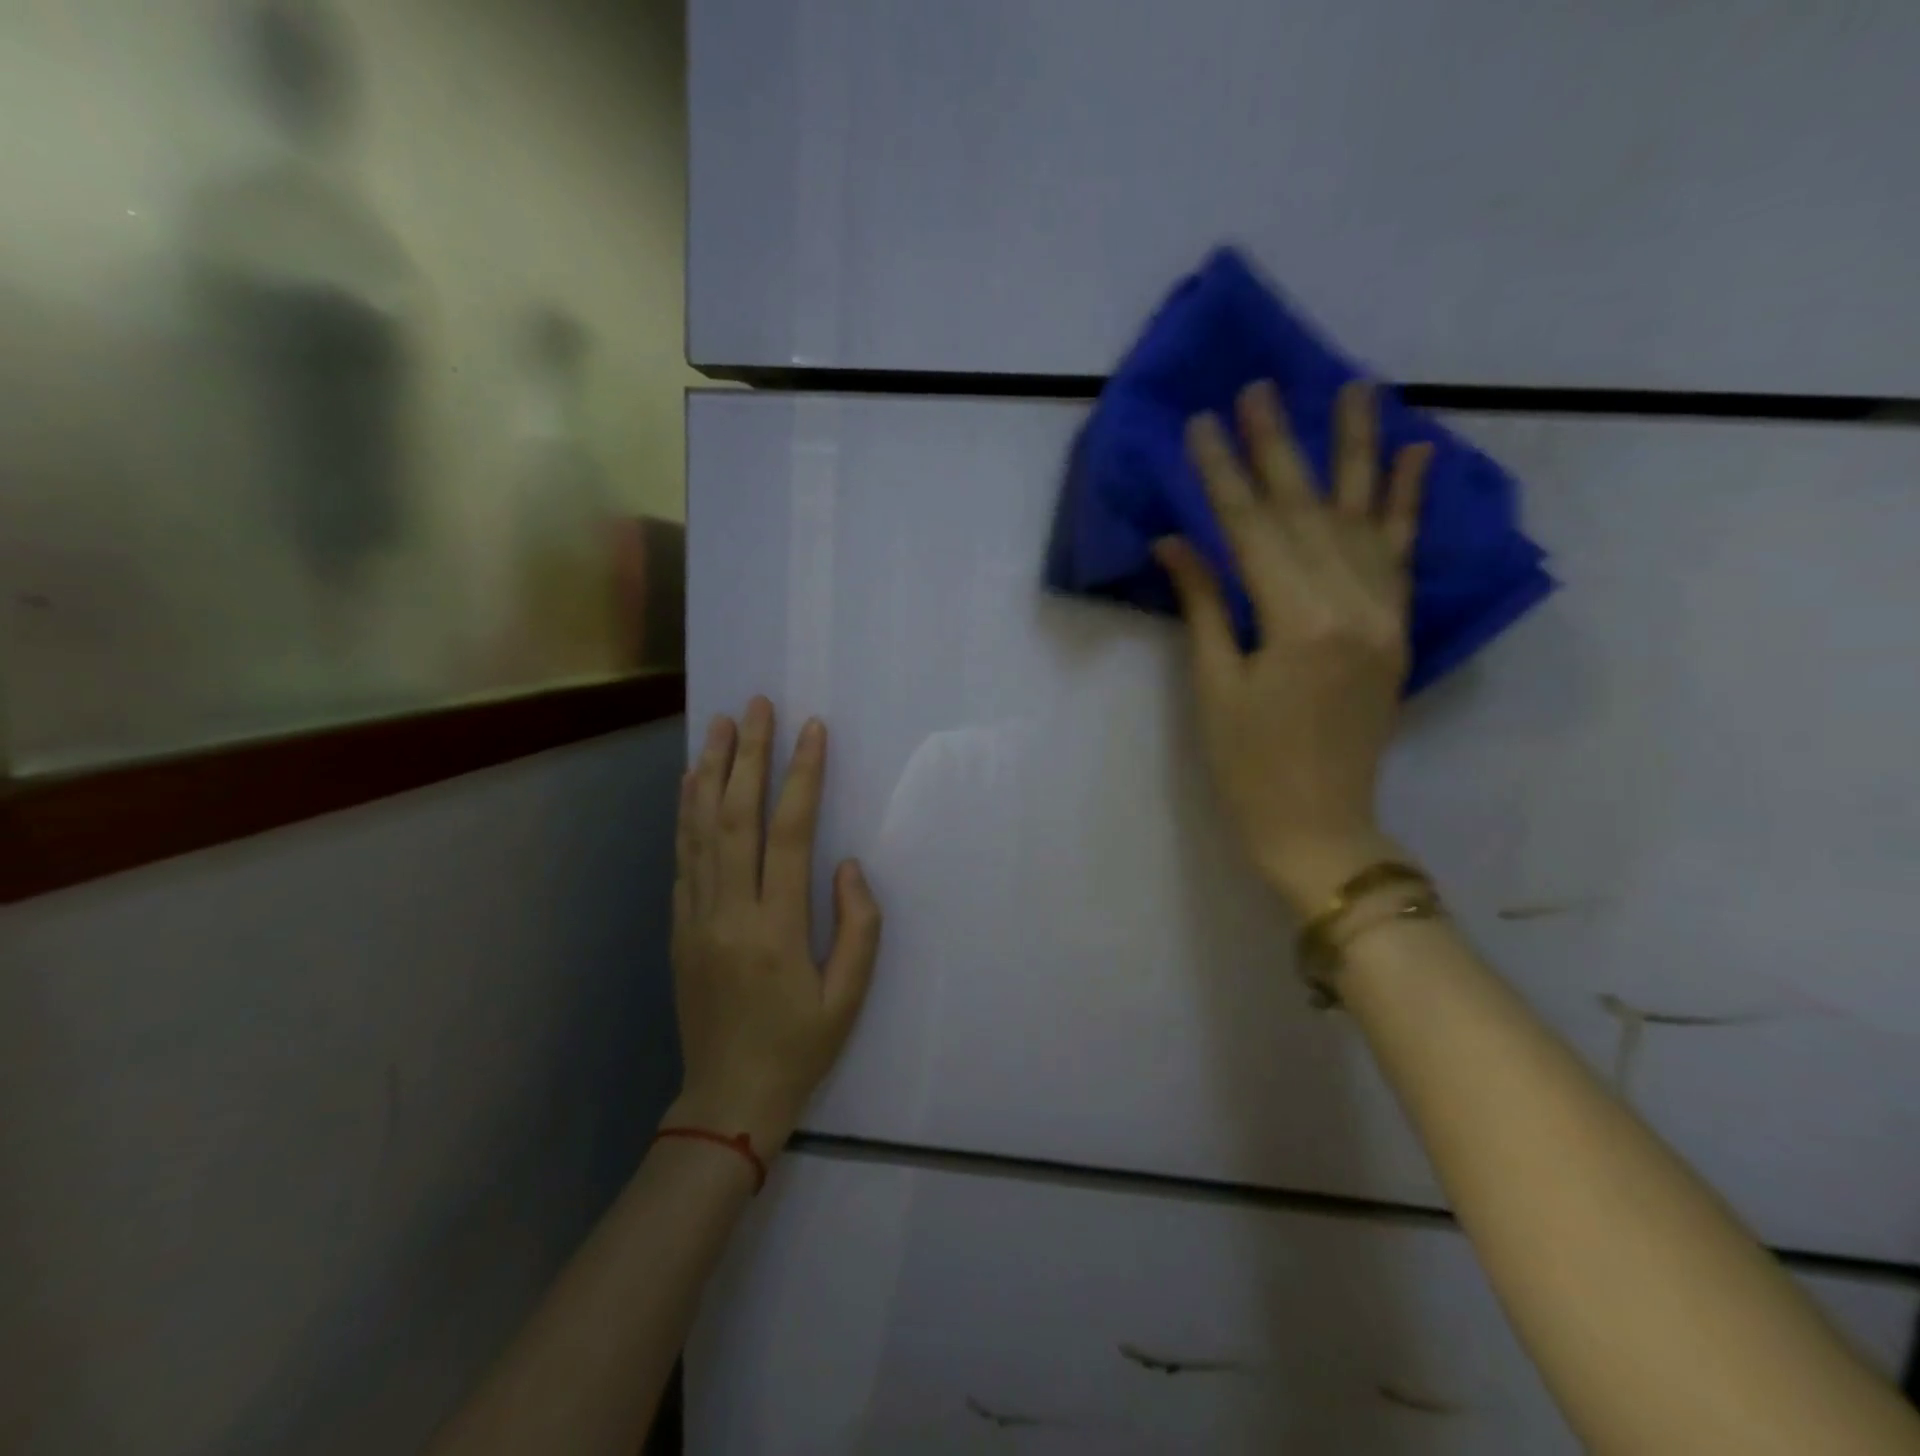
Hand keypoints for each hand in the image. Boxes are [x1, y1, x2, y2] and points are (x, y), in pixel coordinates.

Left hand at [666, 698, 882, 1157]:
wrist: (727, 1099)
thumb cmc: (800, 1048)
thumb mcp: (849, 997)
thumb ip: (858, 927)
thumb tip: (847, 864)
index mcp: (775, 930)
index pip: (788, 834)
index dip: (801, 777)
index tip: (812, 731)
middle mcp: (729, 913)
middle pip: (735, 818)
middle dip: (749, 756)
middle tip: (757, 706)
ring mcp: (696, 918)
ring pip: (699, 830)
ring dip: (710, 772)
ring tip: (720, 725)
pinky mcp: (679, 927)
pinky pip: (682, 857)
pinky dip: (686, 812)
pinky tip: (692, 781)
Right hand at [1156, 380, 1432, 914]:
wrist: (1319, 825)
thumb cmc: (1249, 766)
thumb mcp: (1215, 686)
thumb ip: (1204, 605)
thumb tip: (1176, 543)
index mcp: (1298, 623)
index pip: (1251, 531)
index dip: (1222, 475)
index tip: (1201, 423)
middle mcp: (1352, 605)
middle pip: (1307, 511)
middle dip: (1277, 446)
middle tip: (1258, 386)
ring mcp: (1385, 615)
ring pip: (1365, 517)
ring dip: (1355, 450)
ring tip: (1352, 386)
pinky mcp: (1398, 629)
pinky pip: (1405, 554)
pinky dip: (1409, 503)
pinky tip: (1414, 454)